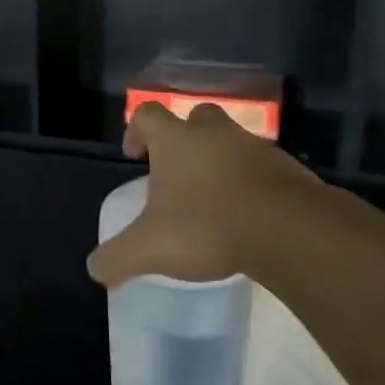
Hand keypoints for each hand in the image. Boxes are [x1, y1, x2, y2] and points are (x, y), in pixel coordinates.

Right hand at [87, 103, 322, 288]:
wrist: (289, 231)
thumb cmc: (207, 227)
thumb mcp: (149, 249)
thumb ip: (117, 258)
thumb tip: (95, 269)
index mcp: (176, 141)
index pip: (148, 115)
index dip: (136, 130)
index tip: (134, 156)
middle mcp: (215, 134)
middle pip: (195, 118)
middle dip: (184, 138)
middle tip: (178, 171)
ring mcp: (255, 148)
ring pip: (232, 142)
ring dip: (221, 160)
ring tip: (214, 198)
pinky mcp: (288, 169)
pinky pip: (263, 168)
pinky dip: (252, 183)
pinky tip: (248, 215)